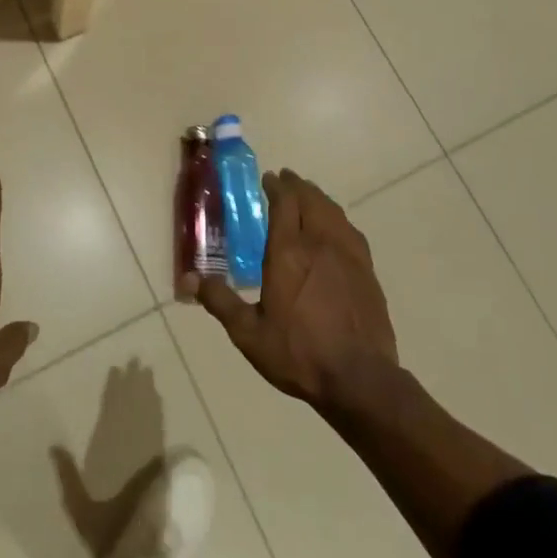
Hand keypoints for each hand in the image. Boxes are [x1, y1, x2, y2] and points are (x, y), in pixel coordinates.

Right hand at [185, 169, 398, 411]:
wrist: (359, 378)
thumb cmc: (299, 353)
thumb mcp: (249, 333)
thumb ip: (220, 301)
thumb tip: (189, 278)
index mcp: (288, 252)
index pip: (284, 203)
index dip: (276, 186)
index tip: (268, 179)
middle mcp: (319, 243)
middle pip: (310, 200)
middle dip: (297, 186)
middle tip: (285, 179)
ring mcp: (348, 254)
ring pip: (333, 211)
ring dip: (318, 197)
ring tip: (308, 195)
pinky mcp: (367, 270)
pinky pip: (350, 230)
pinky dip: (337, 217)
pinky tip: (335, 226)